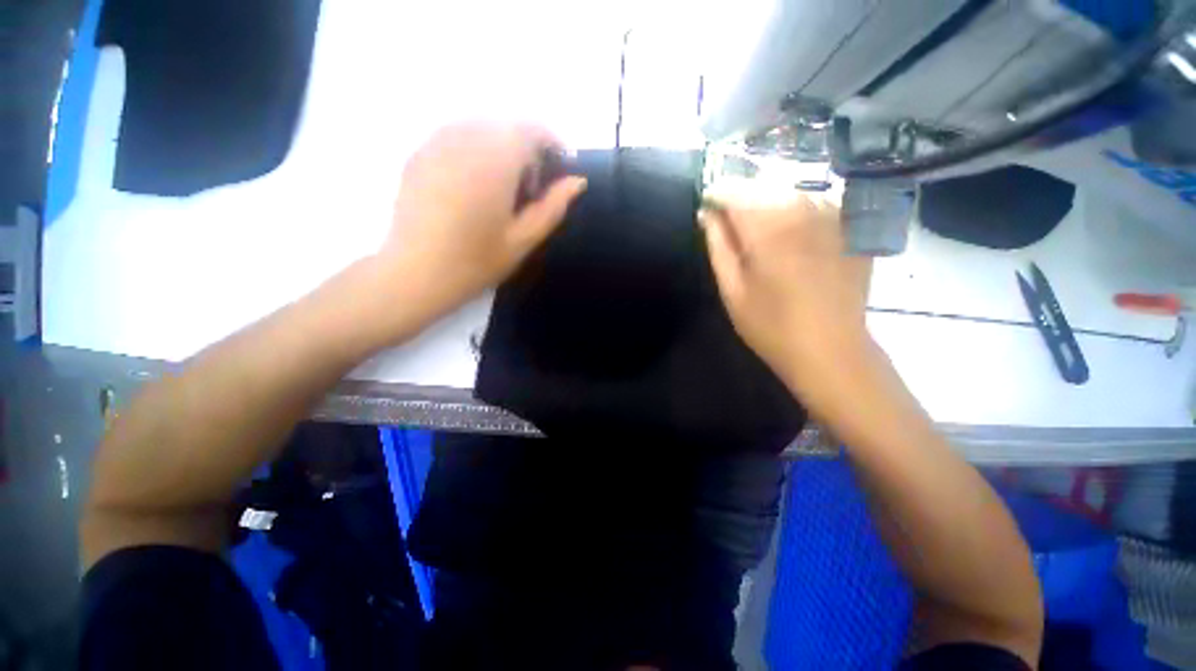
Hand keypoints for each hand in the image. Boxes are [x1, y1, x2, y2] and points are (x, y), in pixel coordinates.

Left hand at [379, 122, 586, 323]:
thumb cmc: (476, 261)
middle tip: (530, 188)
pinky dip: (475, 150)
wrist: (415, 273)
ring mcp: (436, 142)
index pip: (532, 129)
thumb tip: (577, 182)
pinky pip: (456, 136)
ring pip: (481, 128)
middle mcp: (465, 138)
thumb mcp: (524, 239)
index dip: (552, 144)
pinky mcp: (418, 153)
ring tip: (502, 187)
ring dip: (500, 149)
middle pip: (506, 126)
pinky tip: (472, 185)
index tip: (560, 169)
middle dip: (527, 149)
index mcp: (496, 159)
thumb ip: (553, 206)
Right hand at [700, 184, 872, 393]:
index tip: (706, 206)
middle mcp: (802, 212)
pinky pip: (816, 205)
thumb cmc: (771, 326)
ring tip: (759, 230)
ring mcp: (833, 218)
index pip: (734, 192)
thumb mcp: (732, 290)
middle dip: (741, 199)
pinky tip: (792, 236)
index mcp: (767, 230)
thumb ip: (718, 247)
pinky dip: (796, 212)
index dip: (717, 194)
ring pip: (790, 193)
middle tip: (730, 224)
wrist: (831, 350)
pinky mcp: (850, 229)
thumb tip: (706, 215)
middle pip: (763, 188)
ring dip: (768, 204)